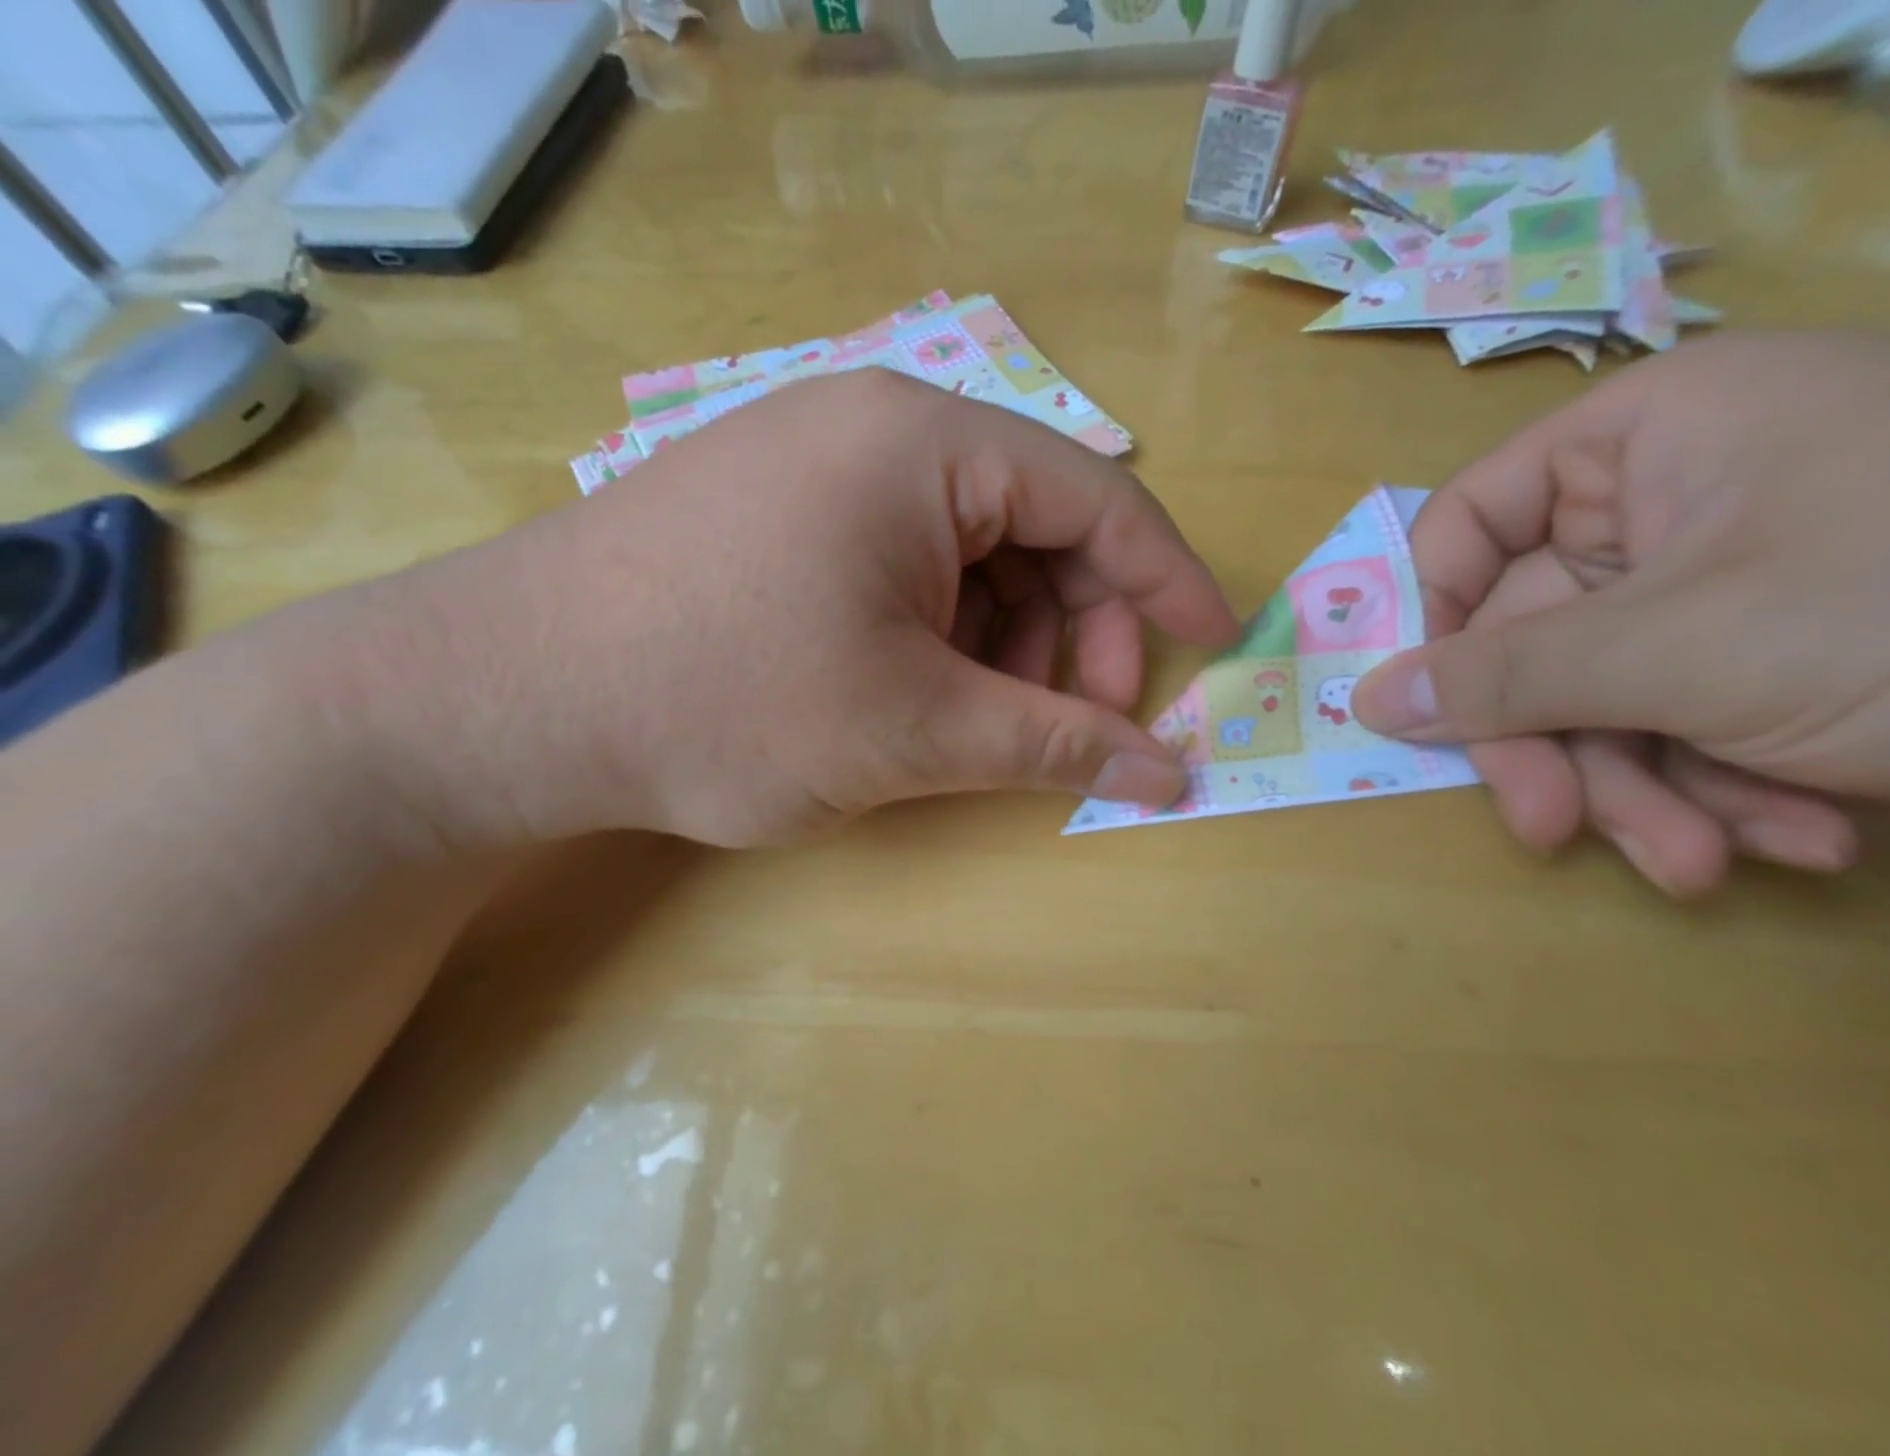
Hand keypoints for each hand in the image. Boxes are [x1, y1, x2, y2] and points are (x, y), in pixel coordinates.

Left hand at [362, 371, 1239, 848]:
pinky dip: (941, 632)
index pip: (1096, 498)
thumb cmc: (725, 702)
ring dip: (1005, 642)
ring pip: (969, 554)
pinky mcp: (779, 515)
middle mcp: (877, 429)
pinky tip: (922, 692)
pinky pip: (904, 564)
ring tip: (988, 725)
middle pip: (1034, 527)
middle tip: (1076, 728)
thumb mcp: (913, 729)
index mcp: (925, 443)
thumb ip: (1054, 744)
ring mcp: (820, 466)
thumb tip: (1169, 772)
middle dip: (1075, 632)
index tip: (1211, 649)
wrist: (510, 700)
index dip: (1165, 580)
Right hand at [1353, 331, 1889, 895]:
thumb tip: (1368, 700)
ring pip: (1602, 694)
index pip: (1469, 521)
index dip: (1431, 615)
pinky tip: (1792, 836)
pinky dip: (1721, 788)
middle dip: (1556, 746)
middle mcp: (1671, 504)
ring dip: (1641, 791)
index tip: (1426, 706)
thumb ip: (1503, 677)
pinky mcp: (1773, 654)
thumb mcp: (1685, 651)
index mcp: (1646, 443)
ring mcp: (1724, 583)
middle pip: (1533, 635)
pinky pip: (1683, 718)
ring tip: (1703, 863)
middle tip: (1554, 829)